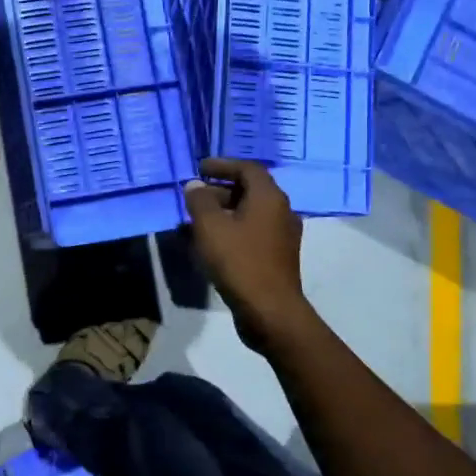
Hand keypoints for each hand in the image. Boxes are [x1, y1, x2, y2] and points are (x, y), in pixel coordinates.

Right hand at [184, 159, 309, 350]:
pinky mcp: (277, 256)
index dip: (222, 165)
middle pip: (249, 190)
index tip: (199, 168)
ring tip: (195, 220)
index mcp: (269, 198)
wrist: (269, 310)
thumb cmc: (239, 261)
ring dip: (223, 212)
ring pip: (249, 213)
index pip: (247, 168)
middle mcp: (281, 211)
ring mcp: (282, 236)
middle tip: (194, 195)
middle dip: (219, 189)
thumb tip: (195, 185)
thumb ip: (199, 201)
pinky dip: (231, 230)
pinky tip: (210, 243)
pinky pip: (251, 232)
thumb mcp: (210, 227)